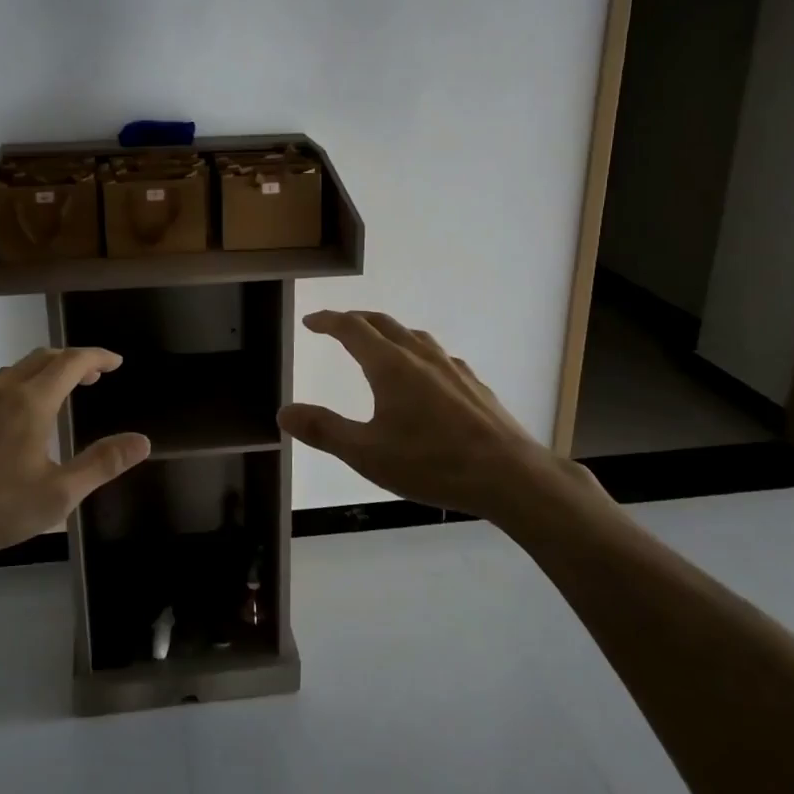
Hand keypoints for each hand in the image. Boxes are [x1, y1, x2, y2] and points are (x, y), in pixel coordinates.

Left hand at [0, 346, 151, 572]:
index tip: (115, 362)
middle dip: (70, 361)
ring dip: (36, 376)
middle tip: (90, 377)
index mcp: (31, 402)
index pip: (72, 362)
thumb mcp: (58, 494)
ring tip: (49, 398)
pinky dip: (3, 397)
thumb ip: (102, 463)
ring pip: (8, 374)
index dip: (97, 357)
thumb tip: (142, 440)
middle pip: (40, 359)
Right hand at [279, 310, 607, 526]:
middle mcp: (420, 356)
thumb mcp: (367, 453)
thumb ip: (324, 430)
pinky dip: (417, 352)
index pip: (352, 329)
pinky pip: (437, 355)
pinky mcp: (473, 384)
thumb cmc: (431, 462)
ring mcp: (451, 367)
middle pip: (383, 324)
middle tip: (337, 325)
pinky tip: (425, 375)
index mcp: (390, 366)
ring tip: (378, 344)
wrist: (509, 474)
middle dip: (356, 319)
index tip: (311, 321)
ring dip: (388, 332)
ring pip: (413, 336)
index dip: (328, 321)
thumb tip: (283, 412)